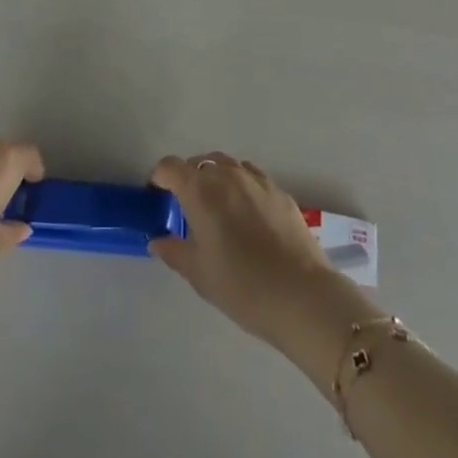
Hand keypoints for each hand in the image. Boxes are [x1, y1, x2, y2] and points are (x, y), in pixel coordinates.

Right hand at [148, 152, 357, 354]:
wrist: (301, 295)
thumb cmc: (241, 286)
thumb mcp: (199, 275)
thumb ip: (174, 251)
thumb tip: (156, 240)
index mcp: (200, 190)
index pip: (170, 167)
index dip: (159, 177)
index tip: (157, 196)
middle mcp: (226, 174)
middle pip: (199, 162)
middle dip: (188, 178)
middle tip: (187, 209)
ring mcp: (255, 179)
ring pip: (227, 165)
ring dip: (216, 178)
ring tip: (218, 209)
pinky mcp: (279, 190)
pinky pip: (251, 177)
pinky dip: (241, 186)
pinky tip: (247, 214)